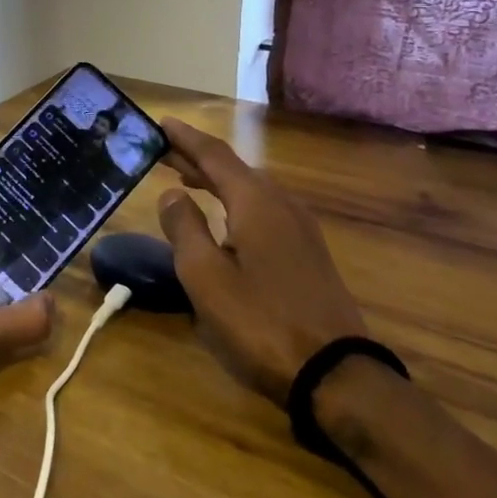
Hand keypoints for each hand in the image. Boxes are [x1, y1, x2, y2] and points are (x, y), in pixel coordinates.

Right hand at [156, 118, 365, 405]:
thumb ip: (184, 227)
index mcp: (256, 203)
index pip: (214, 155)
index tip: (160, 122)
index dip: (185, 138)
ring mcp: (300, 229)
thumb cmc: (260, 321)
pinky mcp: (307, 253)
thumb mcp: (205, 276)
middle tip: (162, 150)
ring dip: (216, 179)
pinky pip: (263, 209)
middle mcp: (281, 205)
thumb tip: (172, 194)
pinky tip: (223, 219)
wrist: (336, 374)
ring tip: (185, 178)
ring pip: (250, 189)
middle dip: (197, 157)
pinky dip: (234, 200)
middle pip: (234, 169)